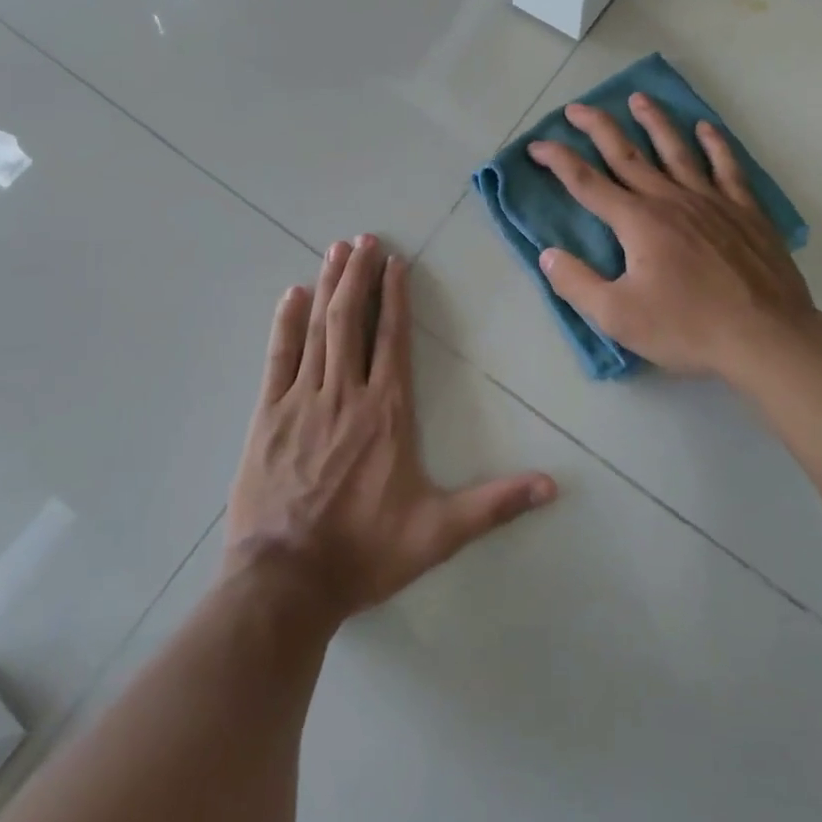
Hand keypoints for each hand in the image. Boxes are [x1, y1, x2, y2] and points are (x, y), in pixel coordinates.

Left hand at [224, 235, 559, 626]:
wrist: (285, 582)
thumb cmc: (364, 552)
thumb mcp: (438, 533)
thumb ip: (495, 505)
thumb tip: (553, 486)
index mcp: (386, 412)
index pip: (392, 338)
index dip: (394, 296)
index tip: (395, 262)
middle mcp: (345, 393)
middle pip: (352, 320)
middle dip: (359, 275)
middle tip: (363, 239)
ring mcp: (302, 400)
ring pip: (318, 329)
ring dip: (328, 286)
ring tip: (337, 251)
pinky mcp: (267, 415)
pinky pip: (278, 357)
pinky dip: (286, 323)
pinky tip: (292, 294)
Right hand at [528, 94, 821, 388]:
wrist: (767, 337)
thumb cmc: (688, 328)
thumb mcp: (618, 316)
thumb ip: (577, 283)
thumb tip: (547, 254)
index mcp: (637, 222)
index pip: (587, 183)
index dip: (559, 161)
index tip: (537, 145)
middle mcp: (670, 200)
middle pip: (627, 154)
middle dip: (597, 128)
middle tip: (576, 107)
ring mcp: (711, 201)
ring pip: (675, 150)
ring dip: (653, 122)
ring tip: (638, 98)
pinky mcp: (744, 211)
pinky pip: (727, 167)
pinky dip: (715, 144)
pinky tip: (706, 128)